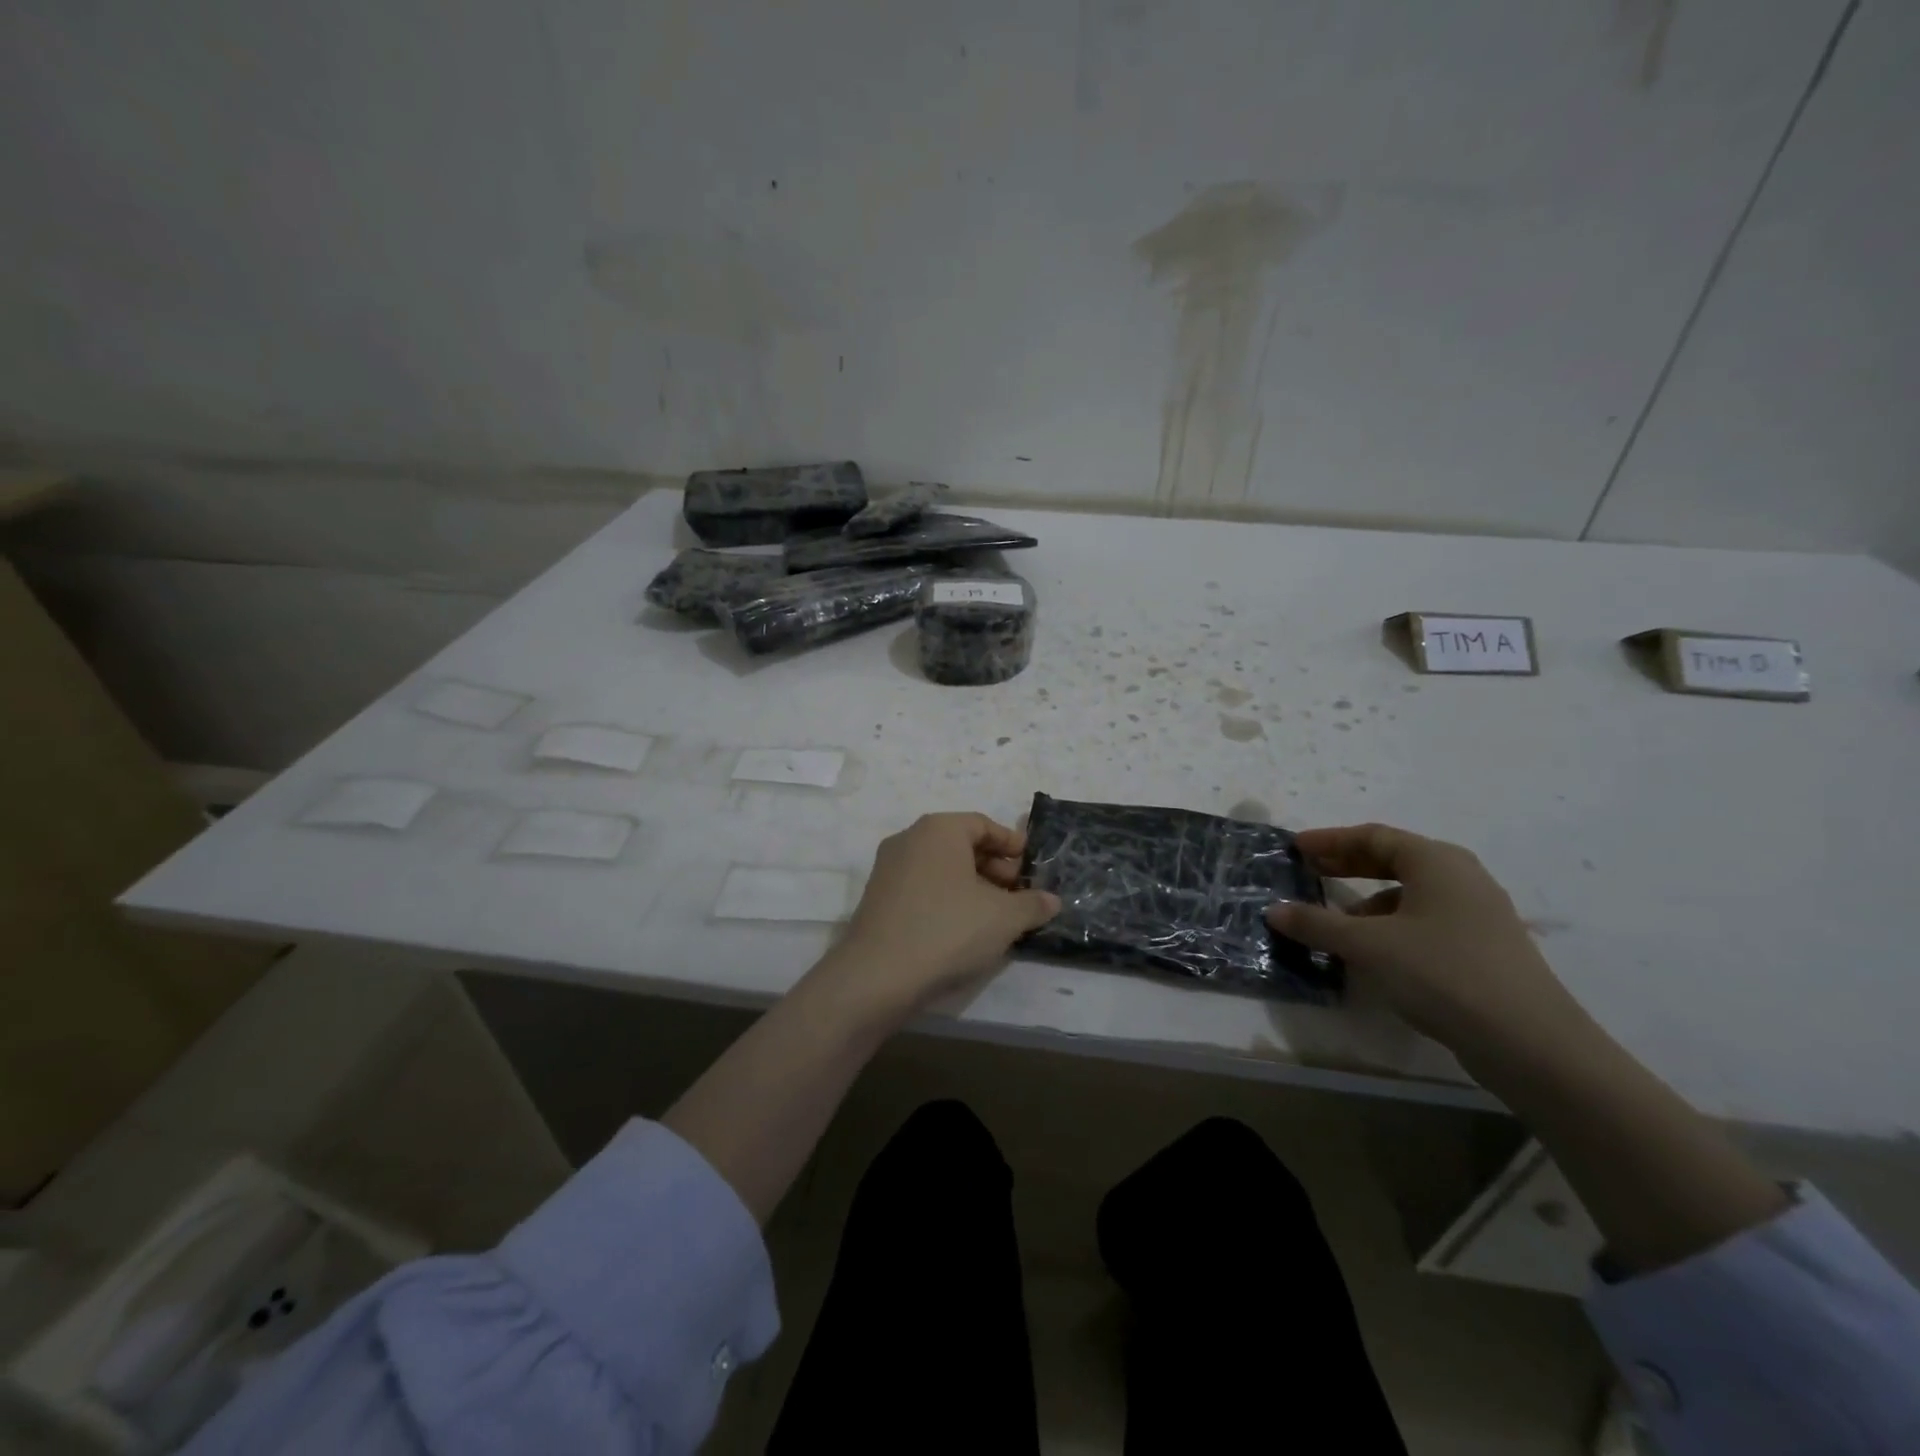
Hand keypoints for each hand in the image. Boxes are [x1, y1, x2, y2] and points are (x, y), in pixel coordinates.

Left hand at [824, 813, 1059, 1018]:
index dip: (1011, 843)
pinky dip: (947, 899)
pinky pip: (922, 888)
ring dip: (972, 886)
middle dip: (994, 867)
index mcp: (939, 830)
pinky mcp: (877, 899)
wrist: (878, 976)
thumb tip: (1052, 900)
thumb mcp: (1004, 918)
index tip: (1031, 863)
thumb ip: (1032, 904)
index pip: (983, 824)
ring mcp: (888, 869)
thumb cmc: (948, 930)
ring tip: (996, 916)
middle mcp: (909, 839)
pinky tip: (964, 929)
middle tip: (1018, 893)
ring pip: (941, 868)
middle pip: (961, 845)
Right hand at [1265, 823, 1588, 1057]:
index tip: (1296, 848)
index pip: (1373, 836)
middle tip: (1309, 872)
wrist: (1530, 1043)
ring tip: (1335, 923)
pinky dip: (1392, 925)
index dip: (1330, 840)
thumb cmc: (1442, 974)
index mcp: (1436, 861)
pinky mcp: (1484, 947)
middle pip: (1394, 859)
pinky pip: (1426, 920)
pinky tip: (1374, 953)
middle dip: (1347, 865)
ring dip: (1368, 900)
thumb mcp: (1368, 946)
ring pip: (1411, 893)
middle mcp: (1461, 877)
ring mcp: (1479, 913)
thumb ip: (1317, 924)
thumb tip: (1274, 910)